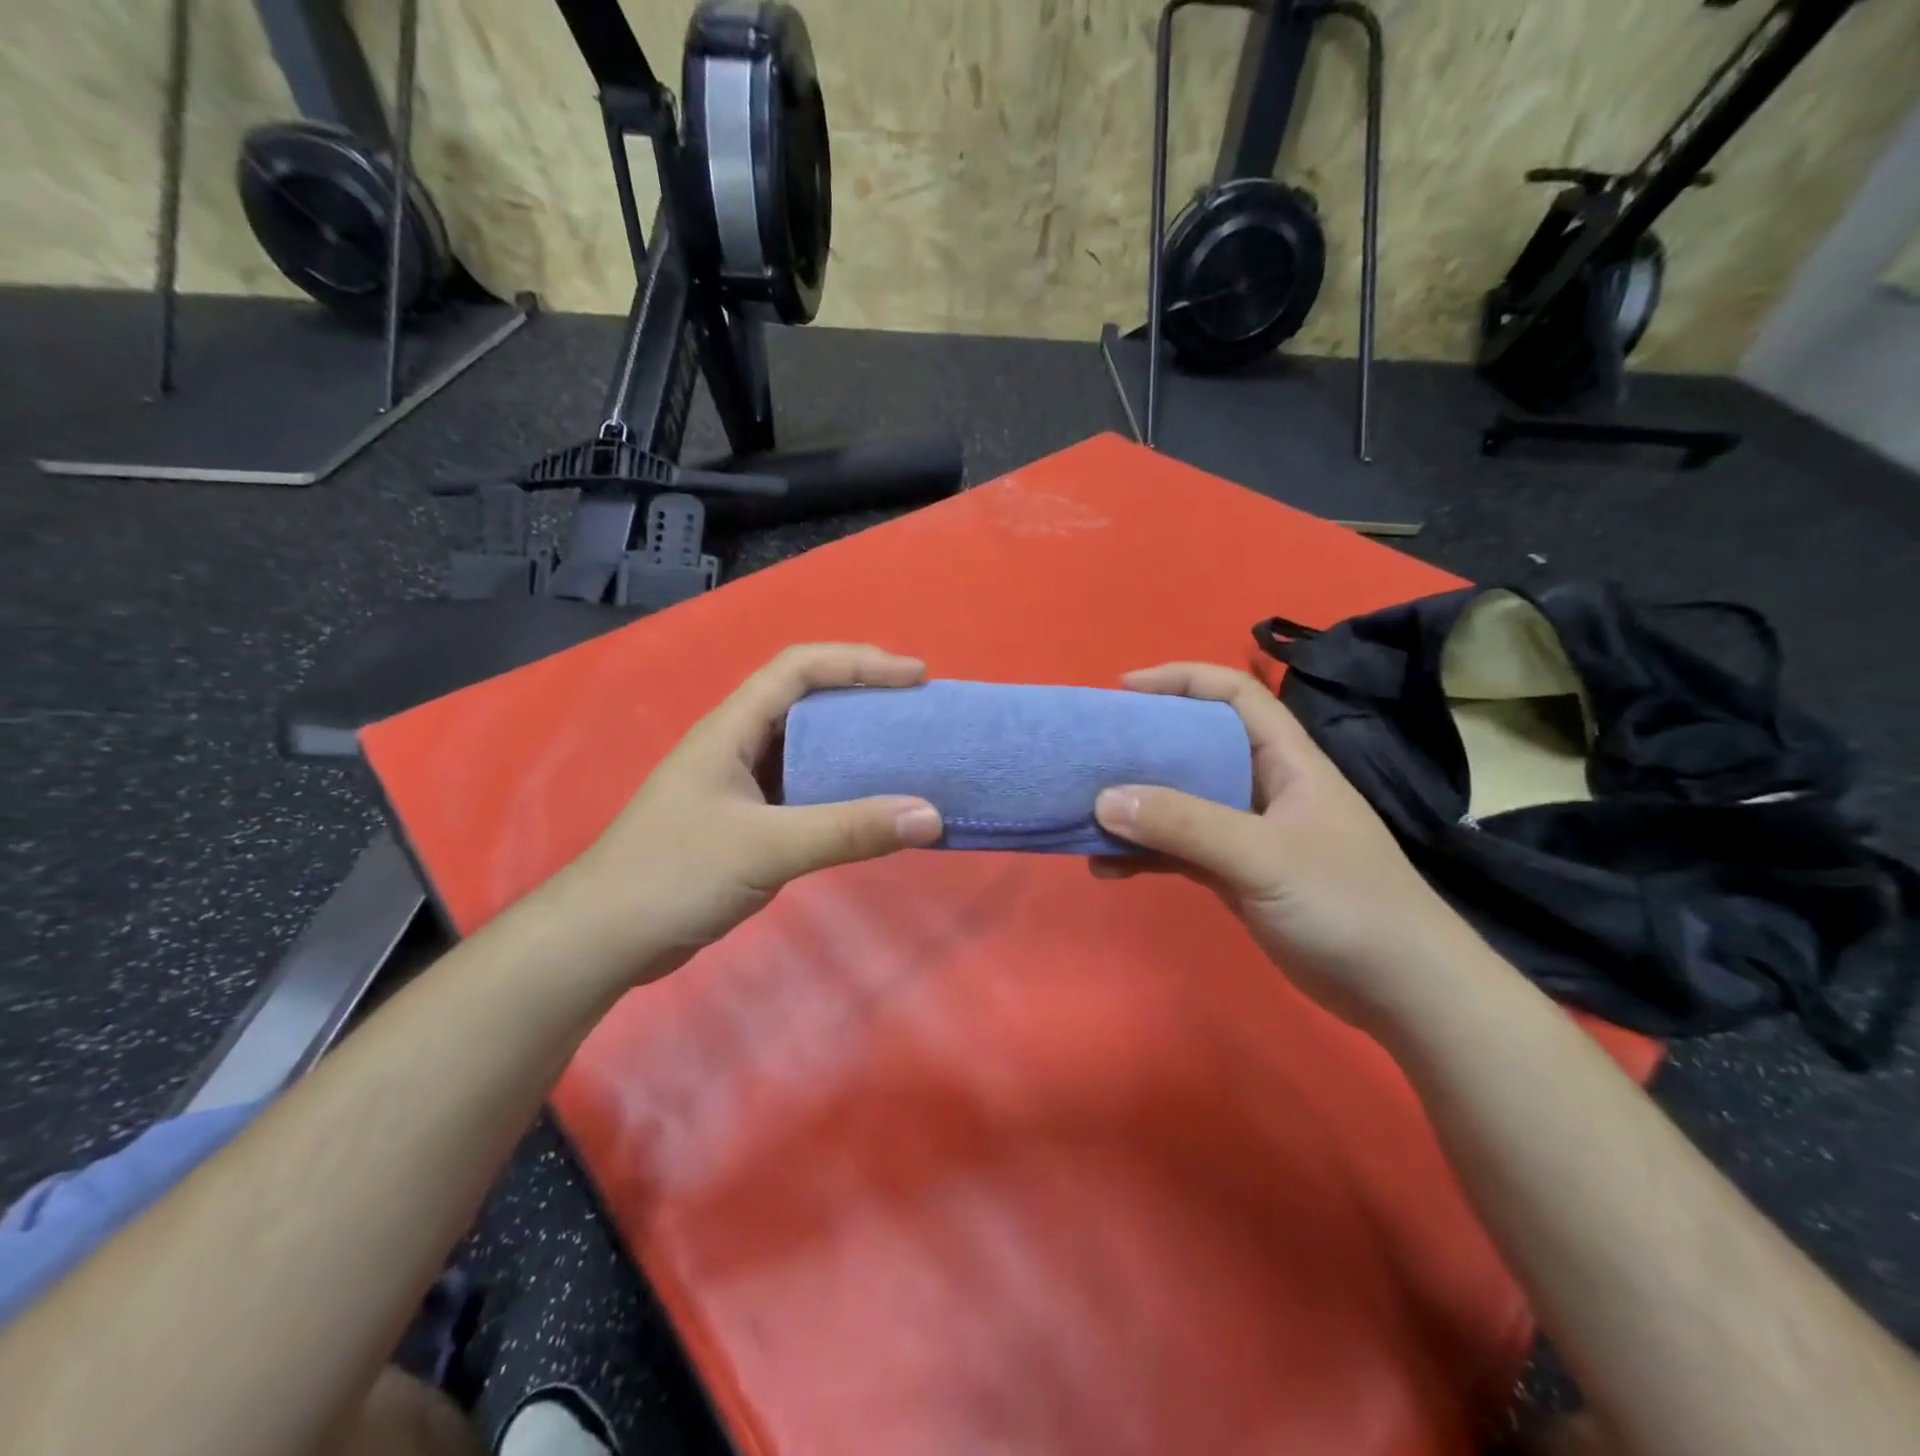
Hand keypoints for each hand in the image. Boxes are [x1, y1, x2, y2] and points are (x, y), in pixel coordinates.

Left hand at [567, 644, 943, 977]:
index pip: (800, 668)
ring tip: (905, 753)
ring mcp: (740, 785)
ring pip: (808, 747)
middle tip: (916, 711)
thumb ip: (849, 830)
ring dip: (855, 744)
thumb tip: (931, 816)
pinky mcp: (746, 823)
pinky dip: (841, 790)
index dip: (860, 662)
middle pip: (807, 699)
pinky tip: (870, 808)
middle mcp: (738, 745)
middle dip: (863, 696)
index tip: (915, 676)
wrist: (604, 939)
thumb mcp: (767, 847)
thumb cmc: (674, 875)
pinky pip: (805, 791)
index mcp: (733, 728)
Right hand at [1093, 662, 1483, 1032]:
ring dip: (1136, 806)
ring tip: (1086, 815)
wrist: (1401, 992)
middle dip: (1143, 745)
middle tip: (1092, 753)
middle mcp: (1264, 786)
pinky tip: (1108, 868)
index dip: (1180, 679)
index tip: (1122, 689)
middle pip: (1196, 745)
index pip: (1233, 693)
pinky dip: (1144, 853)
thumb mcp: (1263, 856)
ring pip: (1181, 801)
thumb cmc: (1346, 904)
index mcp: (1285, 759)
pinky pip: (1179, 849)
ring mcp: (1249, 832)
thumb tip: (1104, 799)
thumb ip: (1184, 825)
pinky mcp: (1237, 874)